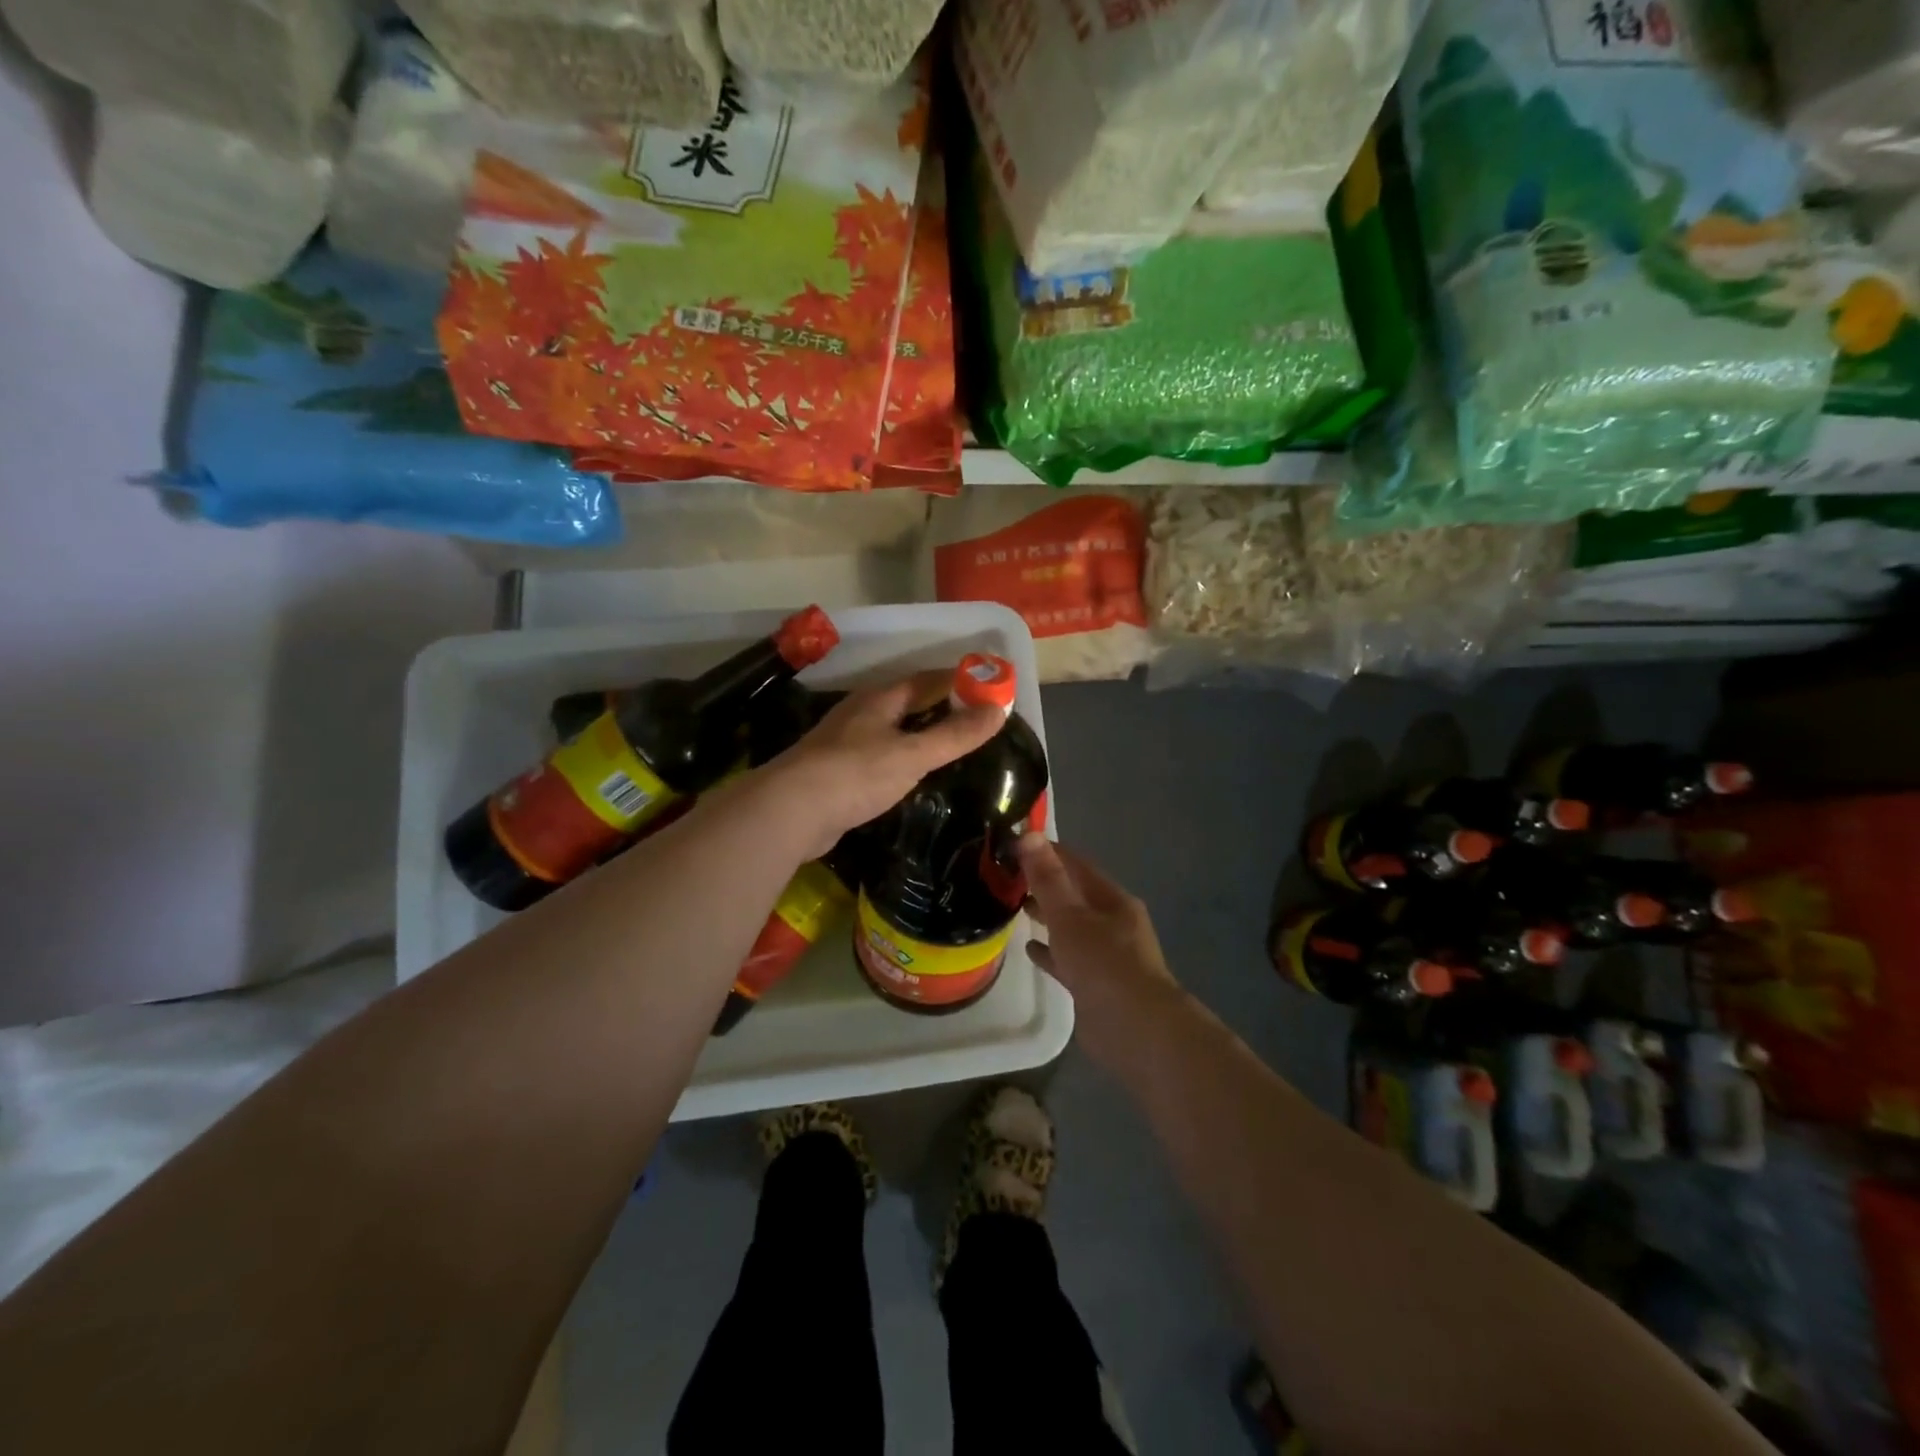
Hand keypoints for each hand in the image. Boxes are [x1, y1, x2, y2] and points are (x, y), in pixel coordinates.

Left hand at [761, 674, 1005, 859]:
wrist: (791, 811)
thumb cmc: (856, 774)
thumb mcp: (913, 754)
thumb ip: (955, 735)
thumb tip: (999, 709)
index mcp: (880, 699)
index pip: (927, 679)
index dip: (959, 680)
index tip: (990, 687)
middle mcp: (861, 713)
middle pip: (908, 702)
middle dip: (941, 707)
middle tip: (976, 720)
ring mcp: (845, 742)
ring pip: (892, 730)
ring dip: (919, 733)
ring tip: (949, 746)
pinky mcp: (837, 771)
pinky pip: (879, 756)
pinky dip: (901, 759)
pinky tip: (911, 775)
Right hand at [1019, 835, 1188, 1070]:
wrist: (1136, 1031)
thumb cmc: (1104, 964)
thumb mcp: (1070, 916)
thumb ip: (1048, 878)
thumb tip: (1029, 834)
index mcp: (1112, 899)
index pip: (1075, 863)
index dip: (1045, 851)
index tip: (1011, 845)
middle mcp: (1113, 922)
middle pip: (1073, 894)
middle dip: (1043, 884)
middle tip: (1004, 877)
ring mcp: (1106, 954)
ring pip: (1070, 926)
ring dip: (1046, 916)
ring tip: (1012, 907)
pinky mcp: (1096, 984)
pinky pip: (1068, 958)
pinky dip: (1050, 950)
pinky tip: (1029, 947)